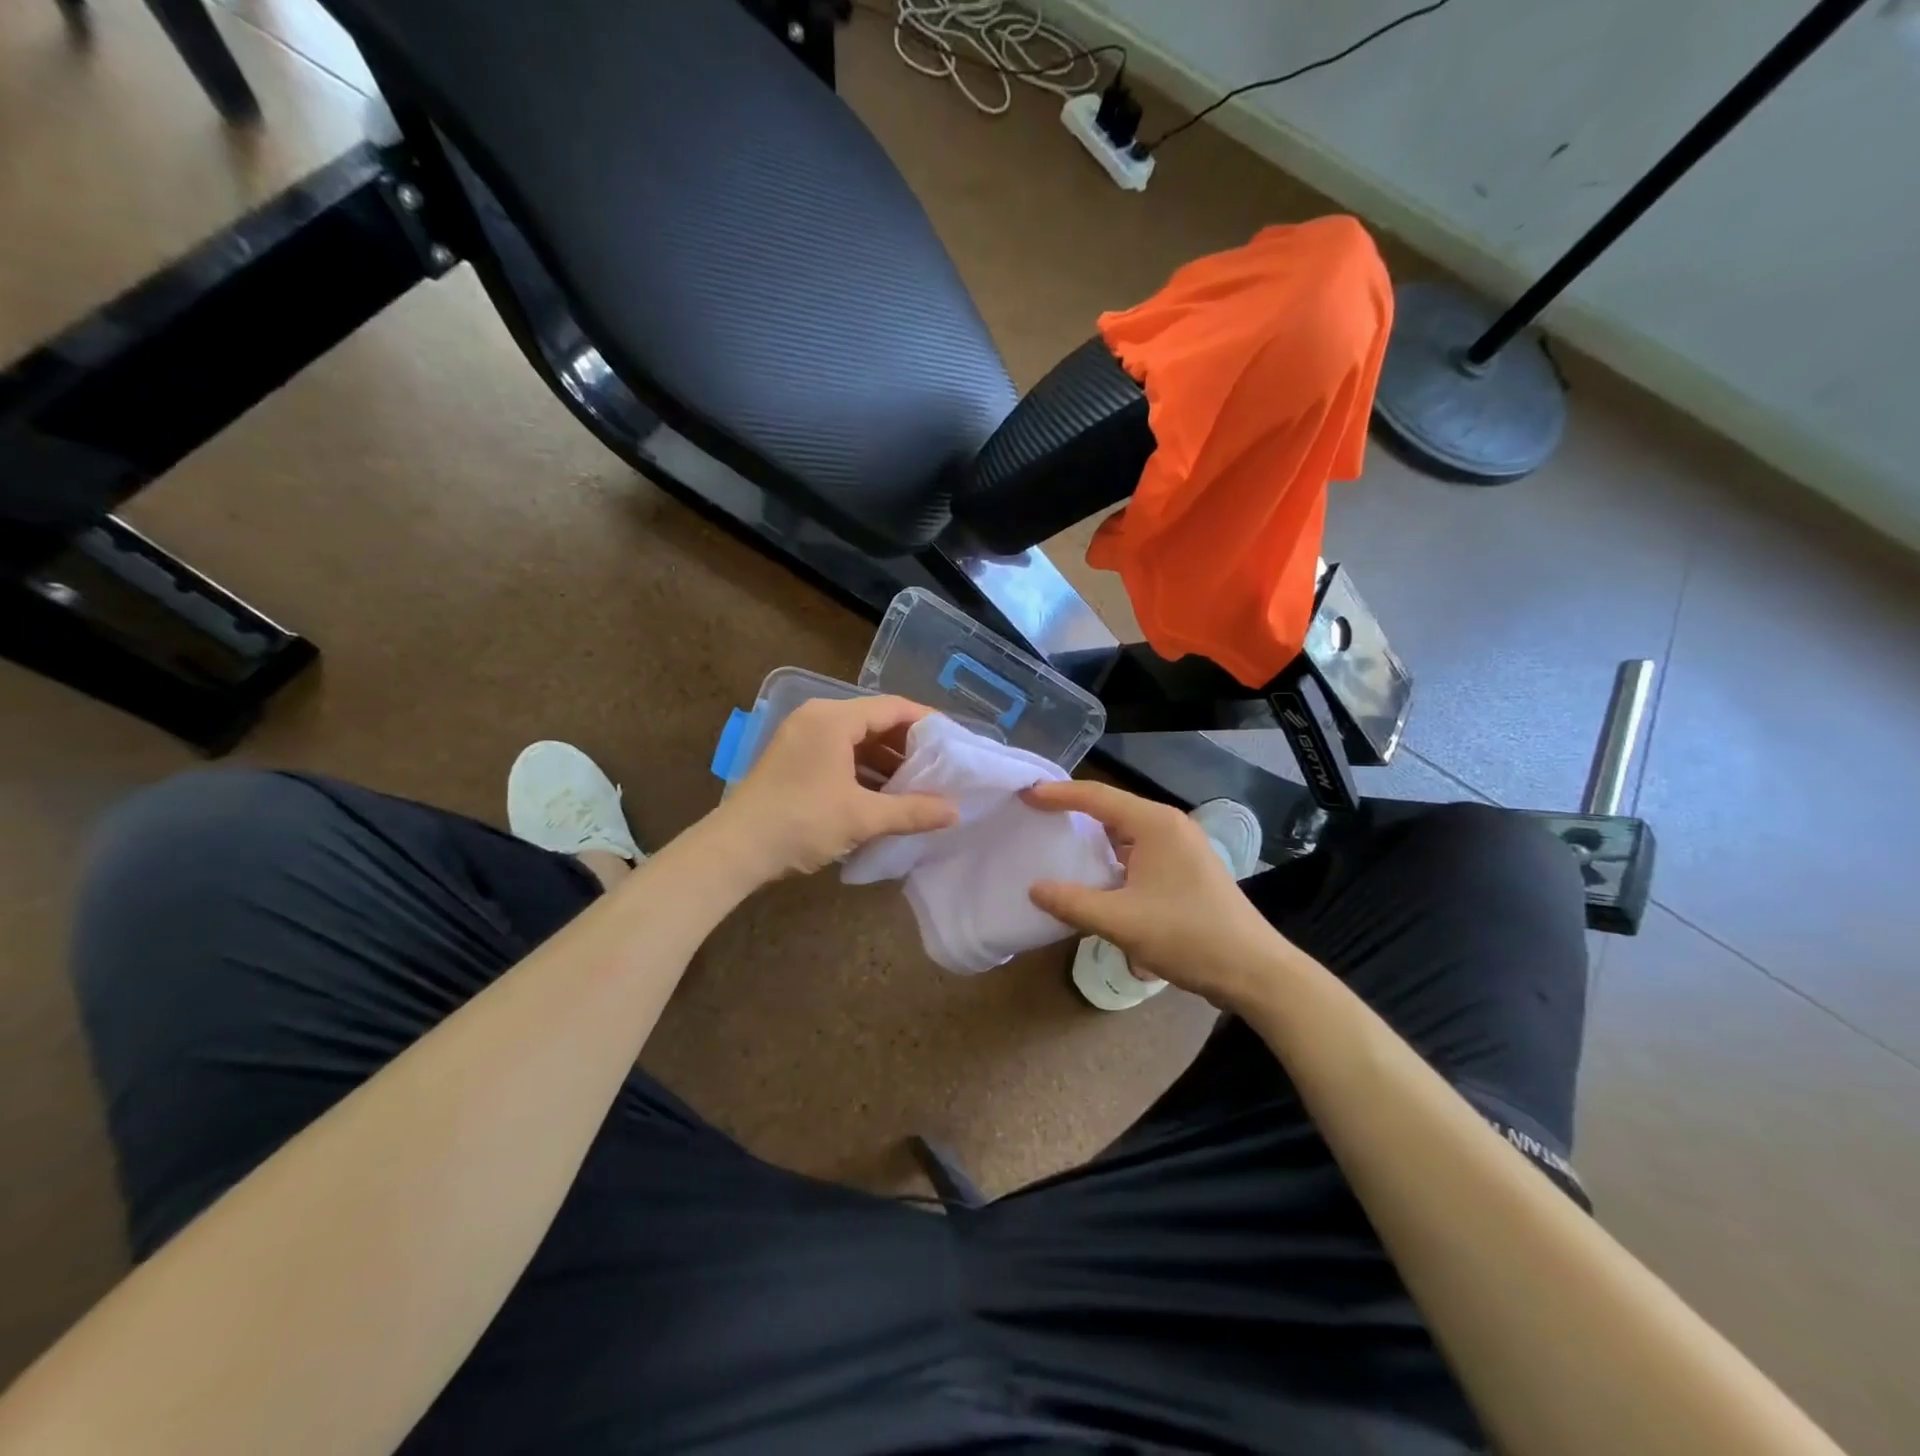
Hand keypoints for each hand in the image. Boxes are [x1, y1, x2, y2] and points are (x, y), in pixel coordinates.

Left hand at [713, 695, 956, 883]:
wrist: (735, 850)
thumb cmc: (801, 823)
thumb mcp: (862, 817)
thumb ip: (912, 811)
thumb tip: (956, 812)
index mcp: (833, 719)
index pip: (893, 707)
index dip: (927, 723)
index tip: (954, 742)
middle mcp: (817, 718)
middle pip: (875, 722)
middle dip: (908, 746)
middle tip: (940, 768)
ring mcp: (801, 738)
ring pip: (857, 740)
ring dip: (886, 762)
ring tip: (917, 787)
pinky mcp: (793, 760)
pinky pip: (839, 754)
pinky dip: (863, 770)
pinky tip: (883, 796)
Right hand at [1023, 780, 1292, 1008]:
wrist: (1253, 970)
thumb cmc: (1187, 936)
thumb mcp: (1121, 921)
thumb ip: (1072, 902)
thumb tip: (1034, 888)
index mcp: (1155, 824)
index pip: (1096, 796)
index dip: (1058, 794)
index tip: (1025, 795)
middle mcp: (1169, 825)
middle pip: (1111, 808)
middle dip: (1073, 811)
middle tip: (1035, 816)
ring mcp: (1181, 846)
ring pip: (1126, 831)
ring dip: (1094, 837)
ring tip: (1057, 843)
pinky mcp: (1186, 868)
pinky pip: (1139, 851)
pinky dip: (1112, 856)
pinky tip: (1095, 876)